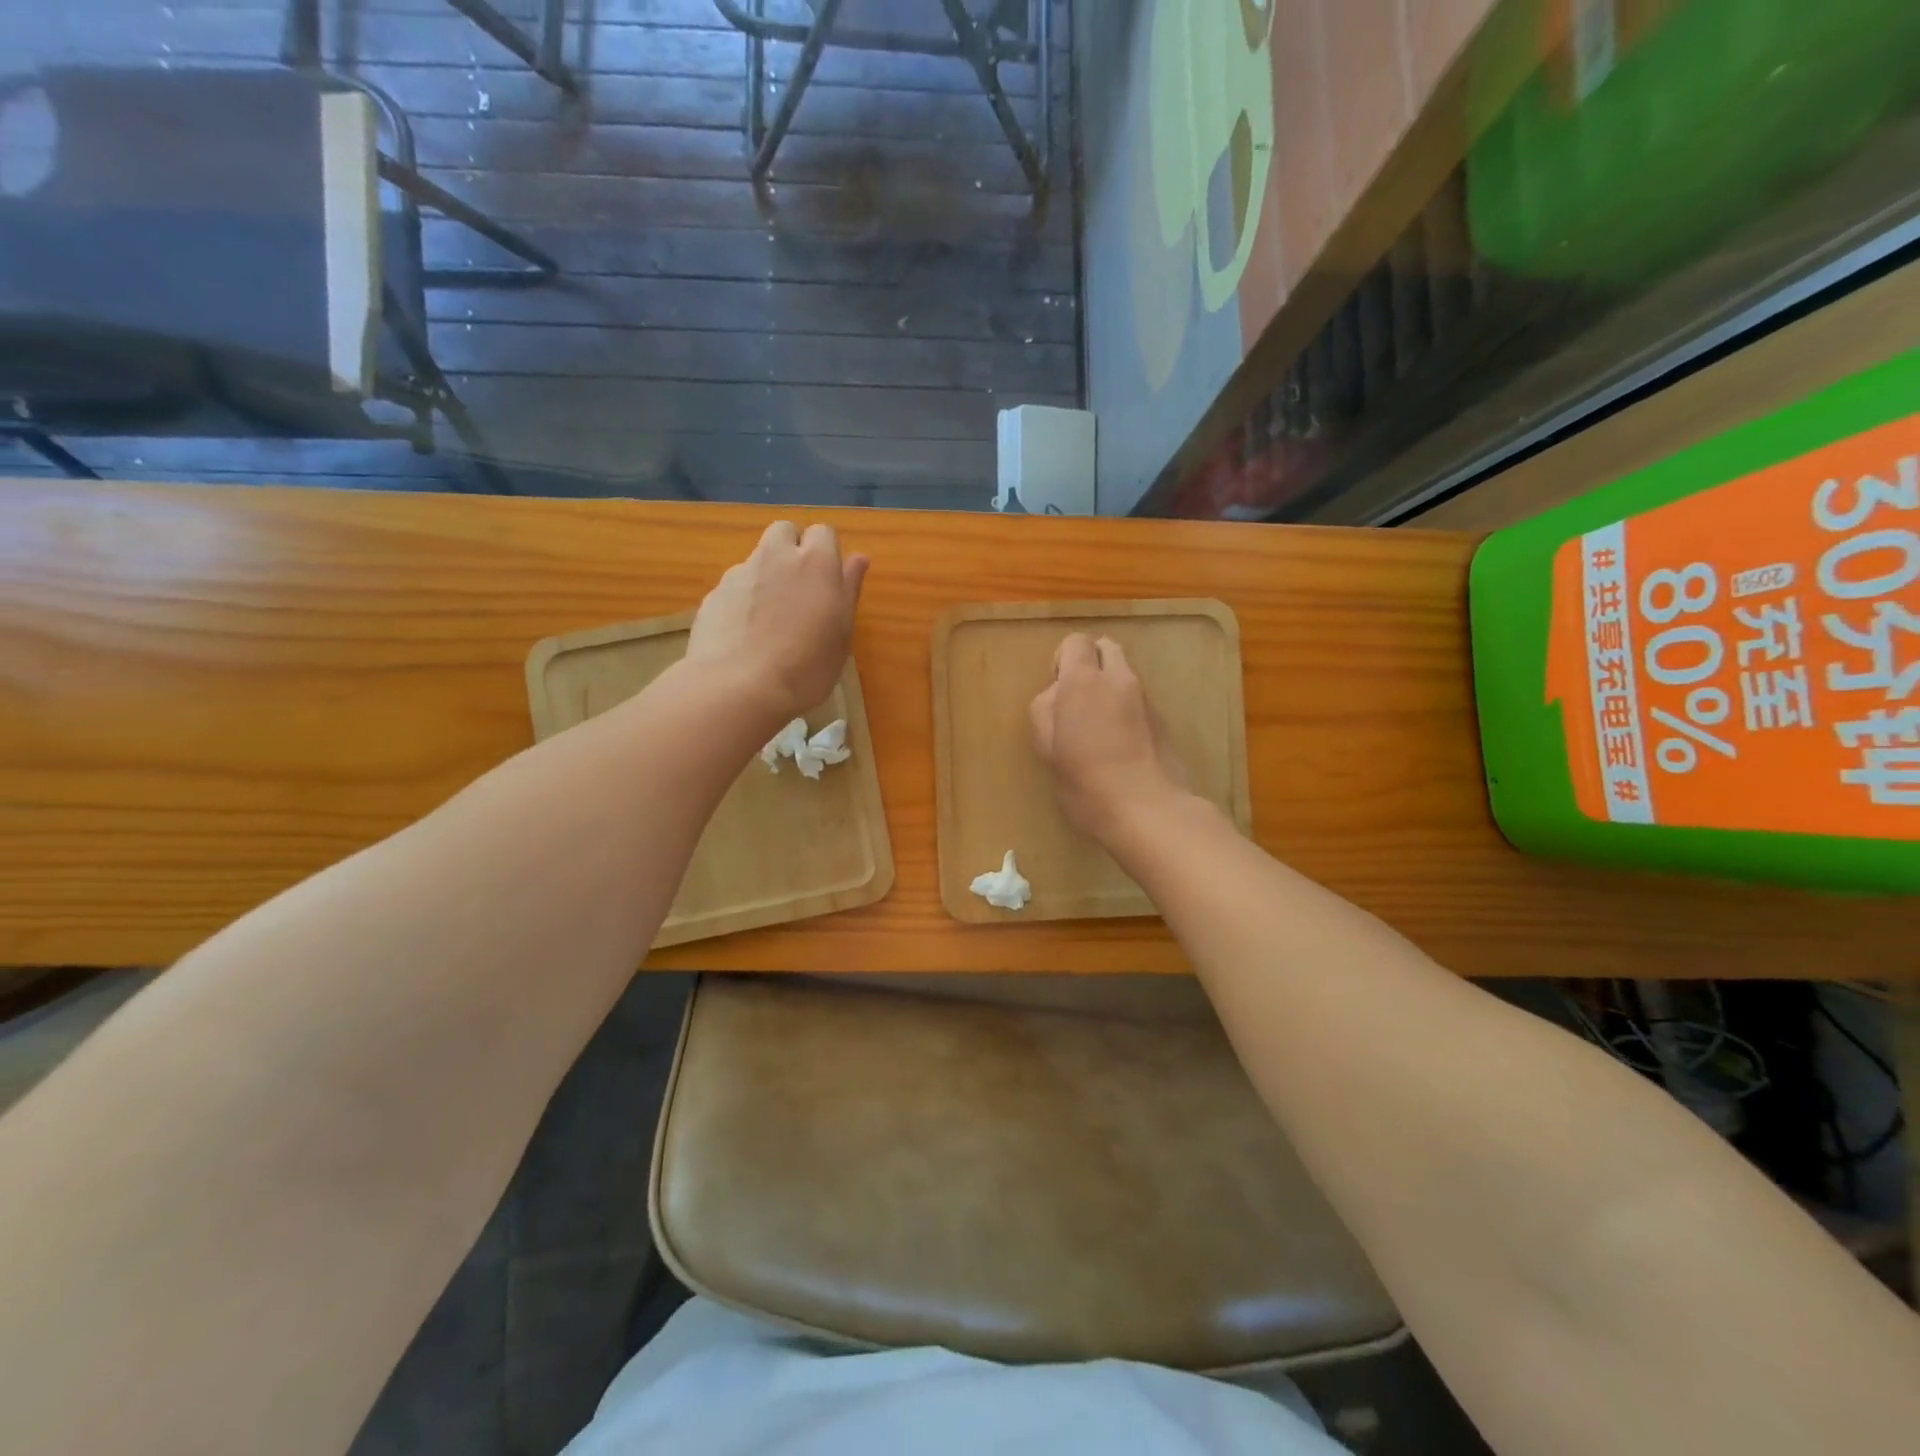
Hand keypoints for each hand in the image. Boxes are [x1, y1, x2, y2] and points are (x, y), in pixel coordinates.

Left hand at [686, 521, 868, 721]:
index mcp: (816, 562)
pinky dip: (743, 600)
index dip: (826, 553)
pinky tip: (745, 634)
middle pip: (784, 531)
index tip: (829, 583)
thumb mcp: (842, 633)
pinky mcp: (714, 594)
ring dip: (767, 575)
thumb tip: (858, 558)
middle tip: (800, 589)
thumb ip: (849, 589)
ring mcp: (740, 573)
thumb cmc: (806, 666)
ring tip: (771, 618)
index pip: (823, 532)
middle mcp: (776, 556)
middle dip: (792, 549)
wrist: (738, 688)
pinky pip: (735, 586)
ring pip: (757, 558)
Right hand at [1028, 634, 1189, 841]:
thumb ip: (1045, 712)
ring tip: (1098, 727)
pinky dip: (1125, 708)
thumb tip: (1056, 695)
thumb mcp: (1048, 750)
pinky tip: (1119, 744)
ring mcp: (1146, 699)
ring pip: (1124, 674)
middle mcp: (1119, 679)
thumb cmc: (1086, 782)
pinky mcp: (1163, 720)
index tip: (1057, 693)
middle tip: (1077, 702)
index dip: (1063, 661)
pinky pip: (1137, 699)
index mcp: (1084, 681)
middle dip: (1090, 663)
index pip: (1076, 642)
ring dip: (1109, 687)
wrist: (1149, 810)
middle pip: (1106, 647)